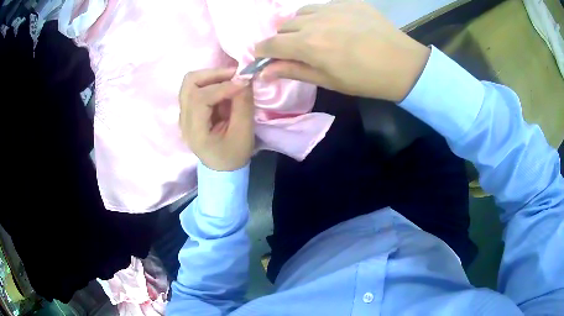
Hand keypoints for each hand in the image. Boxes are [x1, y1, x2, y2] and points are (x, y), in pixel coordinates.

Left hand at [179, 68, 253, 170]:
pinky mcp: (189, 110)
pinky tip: (224, 87)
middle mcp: (184, 120)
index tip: (244, 82)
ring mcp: (183, 114)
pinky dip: (211, 82)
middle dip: (213, 74)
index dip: (222, 86)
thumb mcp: (244, 133)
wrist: (222, 168)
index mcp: (195, 132)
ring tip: (230, 79)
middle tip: (235, 75)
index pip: (200, 98)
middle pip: (189, 83)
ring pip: (190, 82)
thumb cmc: (234, 154)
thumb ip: (243, 105)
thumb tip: (245, 79)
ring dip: (211, 76)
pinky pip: (195, 88)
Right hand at [254, 0, 430, 101]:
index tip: (262, 57)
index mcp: (309, 45)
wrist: (402, 64)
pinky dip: (319, 16)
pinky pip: (322, 6)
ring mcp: (332, 8)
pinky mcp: (348, 2)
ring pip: (300, 13)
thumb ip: (293, 71)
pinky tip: (335, 25)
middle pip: (283, 27)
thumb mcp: (327, 81)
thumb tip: (263, 72)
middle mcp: (315, 22)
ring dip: (300, 25)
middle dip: (283, 40)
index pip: (270, 44)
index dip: (261, 52)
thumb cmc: (365, 79)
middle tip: (298, 51)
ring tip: (316, 35)